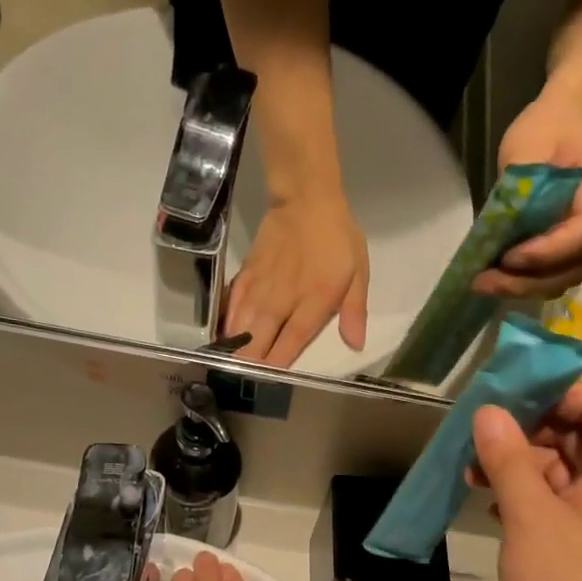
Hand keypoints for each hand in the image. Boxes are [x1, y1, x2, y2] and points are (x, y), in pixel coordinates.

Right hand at [224, 191, 369, 366]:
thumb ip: (354, 311)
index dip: (278, 361)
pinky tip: (223, 335)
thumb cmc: (338, 239)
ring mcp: (262, 286)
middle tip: (240, 380)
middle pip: (261, 336)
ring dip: (235, 345)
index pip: (293, 339)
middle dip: (250, 360)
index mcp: (314, 300)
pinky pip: (233, 301)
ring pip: (243, 321)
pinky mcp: (248, 273)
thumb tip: (355, 345)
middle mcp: (284, 298)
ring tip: (226, 366)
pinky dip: (227, 319)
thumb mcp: (358, 273)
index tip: (267, 380)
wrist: (306, 200)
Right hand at [470, 383, 581, 580]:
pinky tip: (492, 505)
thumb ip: (508, 457)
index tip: (504, 396)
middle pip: (580, 433)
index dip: (553, 392)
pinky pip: (564, 501)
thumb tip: (487, 411)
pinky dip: (531, 496)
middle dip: (527, 431)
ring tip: (471, 473)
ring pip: (566, 469)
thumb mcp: (529, 516)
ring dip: (521, 466)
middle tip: (478, 436)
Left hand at [476, 85, 581, 299]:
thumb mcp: (529, 143)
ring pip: (564, 277)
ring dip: (524, 287)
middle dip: (528, 281)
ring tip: (484, 283)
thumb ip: (518, 187)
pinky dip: (526, 281)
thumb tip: (495, 230)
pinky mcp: (571, 245)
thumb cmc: (552, 124)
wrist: (574, 116)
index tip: (508, 256)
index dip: (548, 252)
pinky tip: (495, 278)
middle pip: (575, 266)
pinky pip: (554, 273)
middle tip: (485, 281)